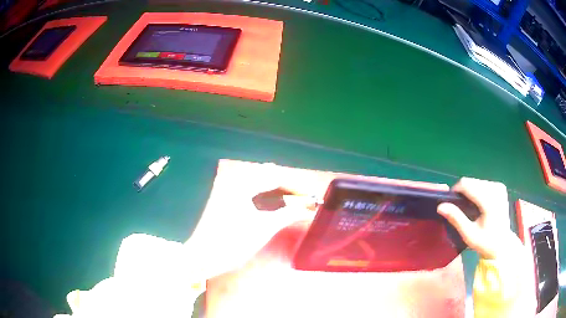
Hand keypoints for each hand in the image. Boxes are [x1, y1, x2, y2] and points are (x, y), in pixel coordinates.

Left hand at [183, 163, 316, 279]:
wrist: (202, 256)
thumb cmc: (233, 242)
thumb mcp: (264, 228)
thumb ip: (288, 214)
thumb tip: (308, 209)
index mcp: (243, 183)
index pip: (276, 176)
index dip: (296, 185)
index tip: (312, 195)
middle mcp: (235, 180)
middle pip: (268, 176)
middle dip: (288, 186)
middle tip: (305, 198)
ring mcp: (229, 190)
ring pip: (260, 183)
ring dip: (278, 190)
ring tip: (294, 200)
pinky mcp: (227, 199)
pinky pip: (252, 191)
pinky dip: (267, 196)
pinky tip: (275, 204)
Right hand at [437, 177, 519, 259]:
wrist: (502, 244)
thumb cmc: (485, 242)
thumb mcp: (469, 235)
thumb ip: (456, 218)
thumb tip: (440, 206)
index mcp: (489, 201)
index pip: (467, 184)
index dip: (455, 191)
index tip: (451, 204)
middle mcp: (496, 189)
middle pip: (471, 182)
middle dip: (463, 193)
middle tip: (462, 210)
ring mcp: (499, 187)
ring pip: (476, 181)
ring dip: (470, 192)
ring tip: (470, 208)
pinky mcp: (500, 187)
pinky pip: (483, 183)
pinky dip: (477, 191)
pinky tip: (479, 204)